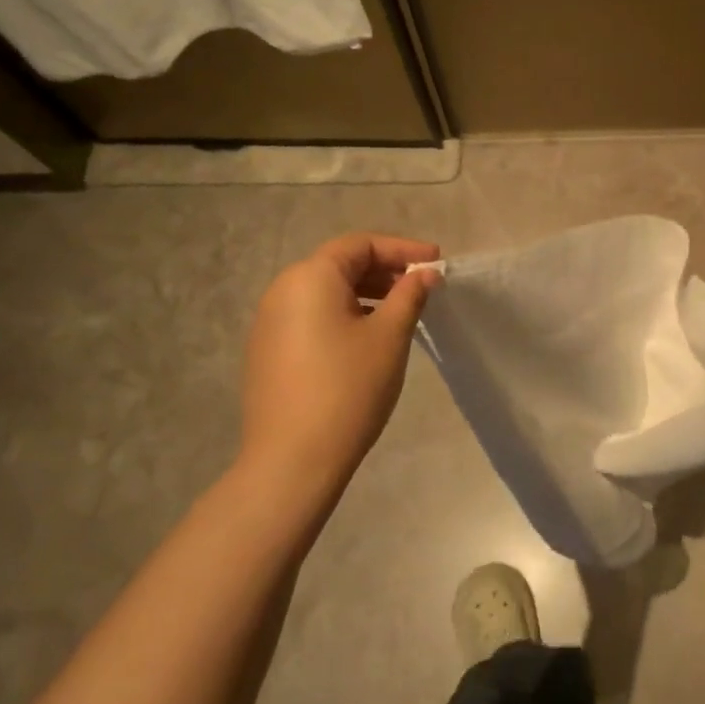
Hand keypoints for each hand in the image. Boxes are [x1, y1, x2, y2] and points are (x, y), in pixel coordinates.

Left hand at [239, 234, 439, 491]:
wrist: (293, 459)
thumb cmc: (348, 388)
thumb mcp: (389, 337)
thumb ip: (409, 295)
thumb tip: (425, 273)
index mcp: (311, 277)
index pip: (360, 245)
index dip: (402, 249)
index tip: (436, 262)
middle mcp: (282, 290)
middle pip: (340, 265)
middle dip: (384, 271)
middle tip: (422, 288)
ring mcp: (269, 323)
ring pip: (326, 293)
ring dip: (366, 295)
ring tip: (400, 313)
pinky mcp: (268, 351)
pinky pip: (312, 317)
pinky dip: (344, 316)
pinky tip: (368, 340)